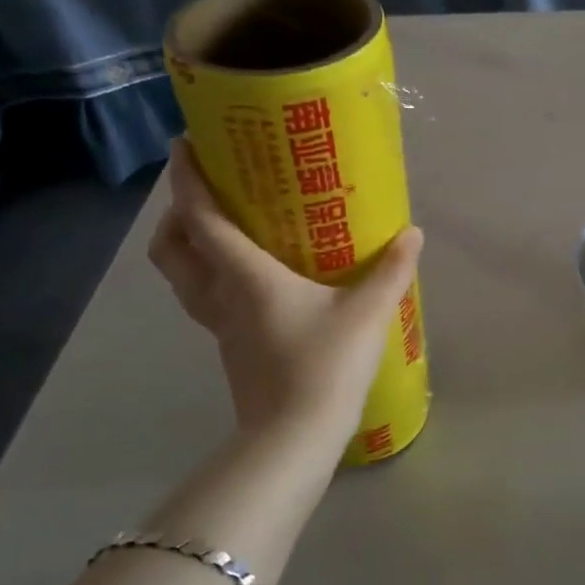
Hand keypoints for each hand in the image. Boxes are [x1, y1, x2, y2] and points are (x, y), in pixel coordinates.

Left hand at [148, 139, 422, 448]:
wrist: (294, 439)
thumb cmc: (325, 365)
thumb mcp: (368, 312)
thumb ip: (392, 270)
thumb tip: (412, 233)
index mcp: (246, 277)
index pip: (202, 219)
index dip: (187, 180)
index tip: (184, 146)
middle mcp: (221, 297)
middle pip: (172, 250)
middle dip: (175, 214)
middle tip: (204, 193)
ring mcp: (220, 327)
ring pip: (182, 278)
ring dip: (188, 247)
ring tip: (222, 229)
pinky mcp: (231, 348)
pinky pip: (207, 299)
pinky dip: (212, 276)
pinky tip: (253, 279)